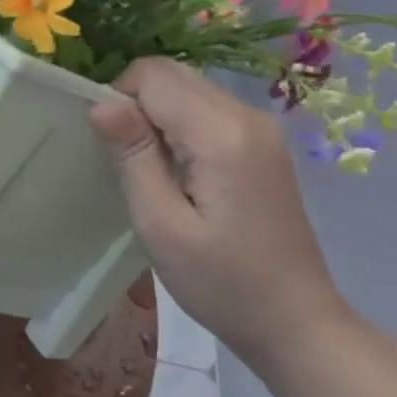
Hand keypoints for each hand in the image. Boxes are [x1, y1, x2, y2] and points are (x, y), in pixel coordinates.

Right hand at [89, 57, 347, 367]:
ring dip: (157, 113)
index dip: (119, 98)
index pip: (152, 75)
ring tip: (153, 168)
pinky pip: (205, 107)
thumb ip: (131, 155)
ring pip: (187, 86)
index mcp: (221, 133)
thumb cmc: (221, 282)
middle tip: (129, 159)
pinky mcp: (262, 141)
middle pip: (171, 73)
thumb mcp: (161, 225)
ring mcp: (259, 127)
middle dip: (136, 102)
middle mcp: (246, 115)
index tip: (112, 148)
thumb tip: (99, 101)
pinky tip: (179, 170)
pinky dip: (178, 123)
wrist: (296, 323)